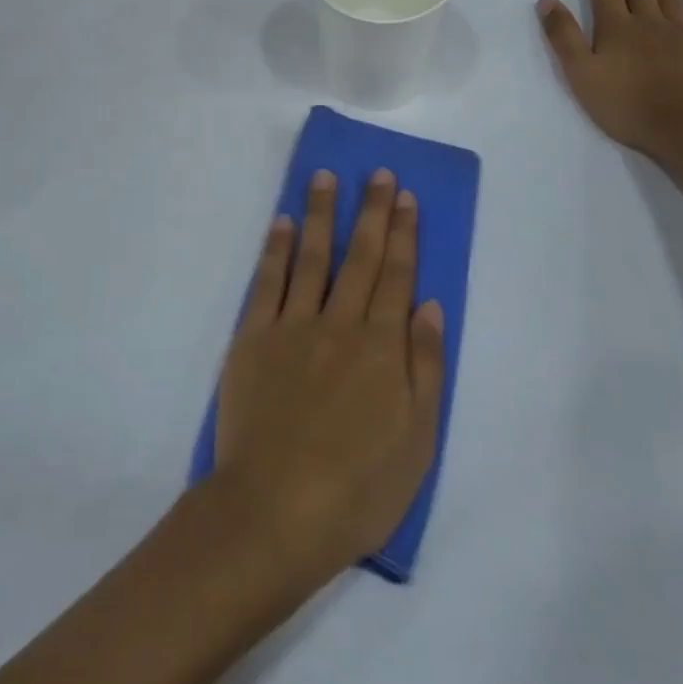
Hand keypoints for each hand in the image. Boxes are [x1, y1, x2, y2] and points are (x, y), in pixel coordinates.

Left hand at [213, 169, 444, 590]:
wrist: (275, 510)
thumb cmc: (357, 488)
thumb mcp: (417, 441)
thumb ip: (425, 367)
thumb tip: (429, 305)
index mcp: (381, 347)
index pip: (396, 275)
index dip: (402, 233)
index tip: (405, 196)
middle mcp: (339, 323)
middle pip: (359, 256)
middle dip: (371, 210)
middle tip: (377, 173)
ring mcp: (292, 325)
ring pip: (311, 256)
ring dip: (320, 213)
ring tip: (325, 176)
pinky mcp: (253, 337)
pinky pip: (268, 281)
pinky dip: (275, 248)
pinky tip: (281, 222)